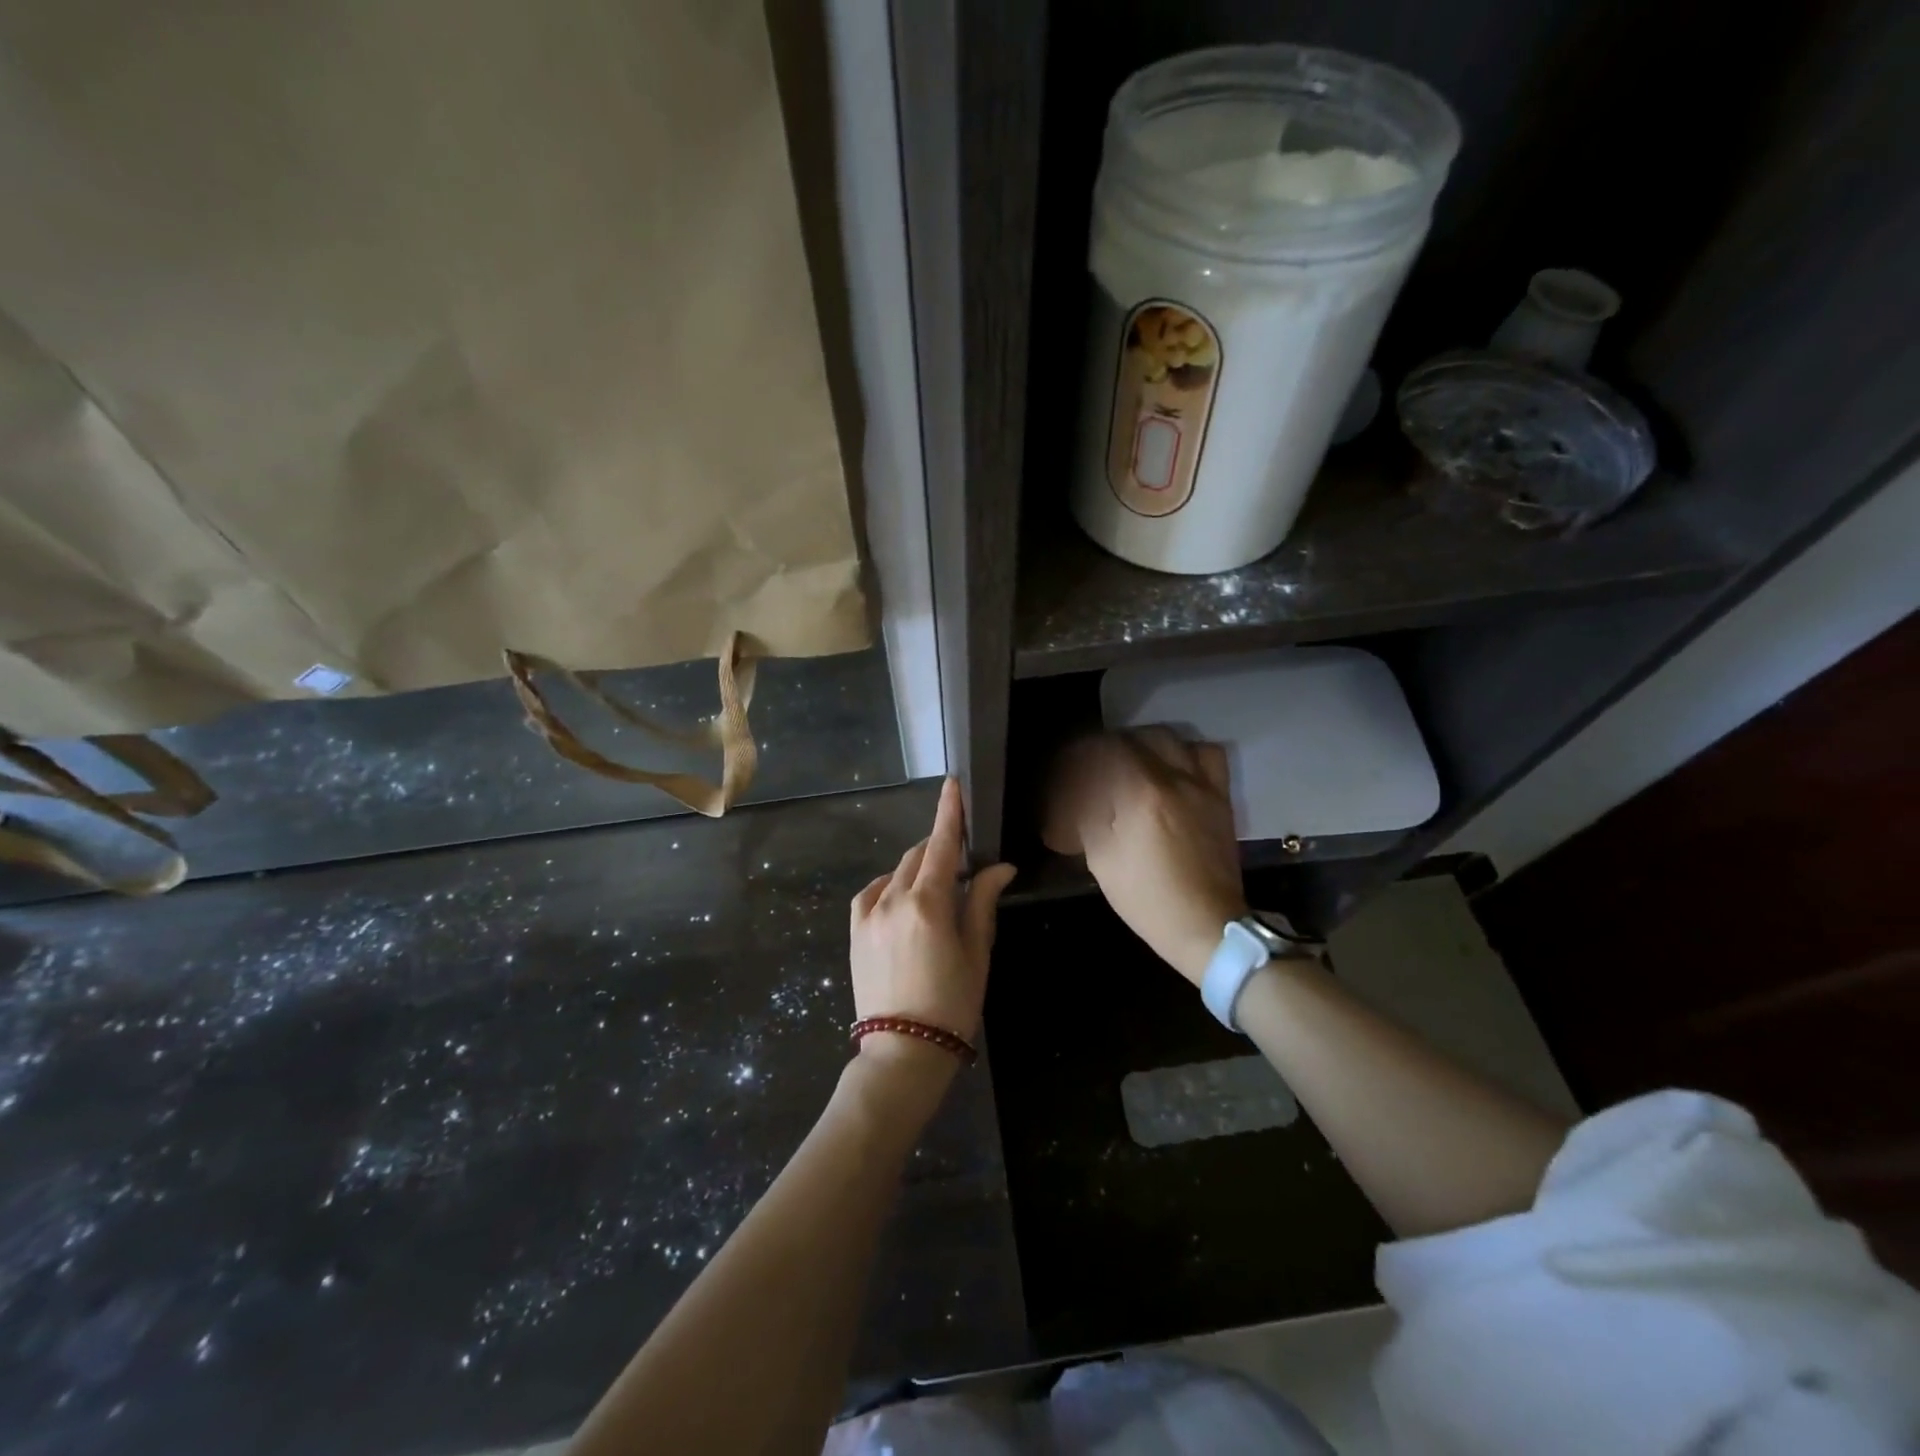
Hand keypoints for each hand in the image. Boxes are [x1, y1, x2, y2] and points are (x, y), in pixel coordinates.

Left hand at [849, 778, 1017, 1064]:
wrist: (902, 1052)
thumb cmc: (952, 1003)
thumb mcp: (976, 952)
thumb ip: (983, 902)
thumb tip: (1001, 867)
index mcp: (929, 903)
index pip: (943, 844)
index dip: (949, 811)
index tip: (953, 784)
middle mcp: (893, 899)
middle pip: (920, 855)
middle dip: (941, 847)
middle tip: (964, 862)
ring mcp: (868, 914)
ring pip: (897, 872)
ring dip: (919, 867)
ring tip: (938, 887)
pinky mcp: (854, 930)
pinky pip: (872, 891)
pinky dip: (891, 884)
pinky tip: (903, 896)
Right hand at [1042, 730, 1246, 985]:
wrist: (1207, 926)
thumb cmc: (1147, 898)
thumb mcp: (1102, 859)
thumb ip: (1087, 814)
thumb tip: (1075, 792)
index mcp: (1140, 794)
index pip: (1104, 751)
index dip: (1081, 754)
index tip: (1068, 767)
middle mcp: (1174, 778)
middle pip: (1137, 737)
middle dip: (1111, 746)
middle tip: (1095, 765)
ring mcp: (1202, 785)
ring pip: (1172, 738)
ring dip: (1146, 742)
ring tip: (1133, 761)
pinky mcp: (1221, 797)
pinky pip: (1207, 754)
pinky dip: (1185, 752)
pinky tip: (1172, 769)